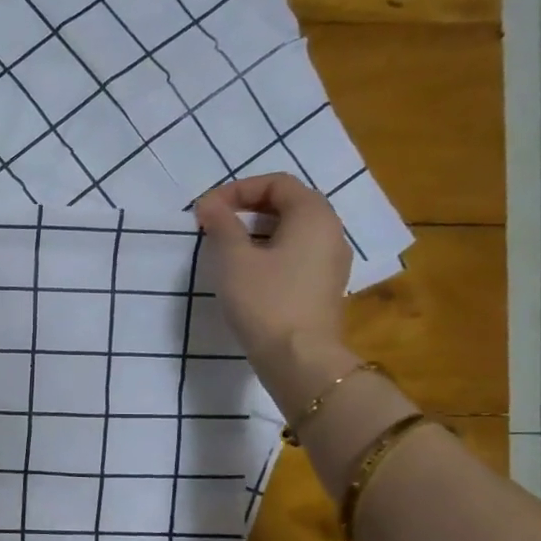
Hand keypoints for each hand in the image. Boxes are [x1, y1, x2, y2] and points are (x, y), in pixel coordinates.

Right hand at [195, 173, 358, 412]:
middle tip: (215, 223)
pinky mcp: (325, 285)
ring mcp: (332, 260)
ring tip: (227, 246)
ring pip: (294, 229)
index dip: (239, 189)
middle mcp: (331, 230)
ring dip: (258, 229)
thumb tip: (209, 204)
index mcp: (313, 215)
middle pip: (289, 203)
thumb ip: (221, 225)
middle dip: (249, 207)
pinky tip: (248, 271)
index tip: (208, 209)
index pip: (277, 183)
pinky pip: (298, 252)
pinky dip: (271, 250)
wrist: (299, 358)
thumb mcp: (233, 259)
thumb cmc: (264, 301)